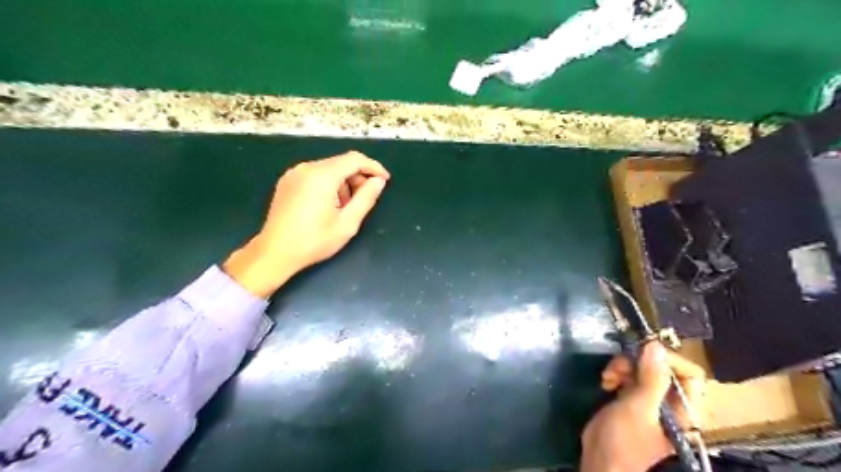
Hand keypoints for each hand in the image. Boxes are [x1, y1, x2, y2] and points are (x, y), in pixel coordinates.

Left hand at [228, 151, 389, 296]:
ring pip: (329, 169)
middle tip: (365, 199)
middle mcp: (306, 168)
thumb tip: (378, 181)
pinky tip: (329, 205)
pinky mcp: (287, 182)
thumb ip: (366, 198)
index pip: (355, 159)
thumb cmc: (314, 240)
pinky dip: (329, 184)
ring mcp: (294, 173)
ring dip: (343, 182)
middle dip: (358, 177)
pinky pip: (315, 175)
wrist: (275, 253)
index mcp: (322, 175)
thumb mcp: (348, 223)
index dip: (373, 167)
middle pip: (341, 163)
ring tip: (345, 207)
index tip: (385, 180)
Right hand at [584, 343, 703, 471]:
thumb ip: (651, 378)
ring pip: (643, 367)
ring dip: (623, 366)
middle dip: (638, 362)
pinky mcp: (632, 397)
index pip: (689, 373)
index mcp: (684, 409)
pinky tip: (606, 382)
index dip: (667, 360)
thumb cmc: (624, 440)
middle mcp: (671, 402)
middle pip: (662, 366)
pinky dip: (617, 373)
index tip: (641, 355)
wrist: (599, 460)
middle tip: (617, 368)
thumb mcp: (638, 408)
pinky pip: (629, 374)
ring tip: (608, 377)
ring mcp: (650, 399)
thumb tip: (655, 346)